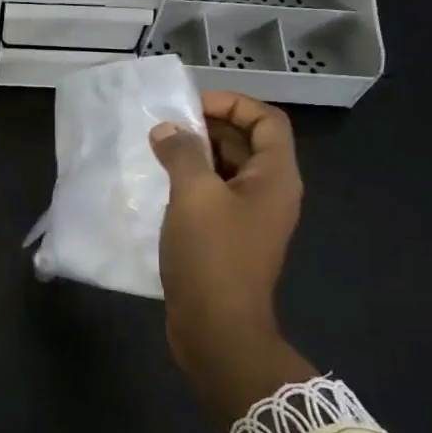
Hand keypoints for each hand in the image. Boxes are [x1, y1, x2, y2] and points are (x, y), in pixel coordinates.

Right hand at [149, 92, 315, 419]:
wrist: (217, 329)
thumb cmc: (212, 255)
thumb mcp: (194, 195)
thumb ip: (181, 153)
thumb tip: (167, 130)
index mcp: (275, 178)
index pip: (267, 121)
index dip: (233, 103)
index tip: (191, 105)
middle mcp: (269, 193)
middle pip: (247, 143)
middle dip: (209, 127)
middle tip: (166, 124)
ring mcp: (250, 219)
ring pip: (227, 171)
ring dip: (196, 155)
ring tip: (157, 149)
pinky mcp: (229, 239)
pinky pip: (214, 197)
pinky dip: (190, 183)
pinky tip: (159, 184)